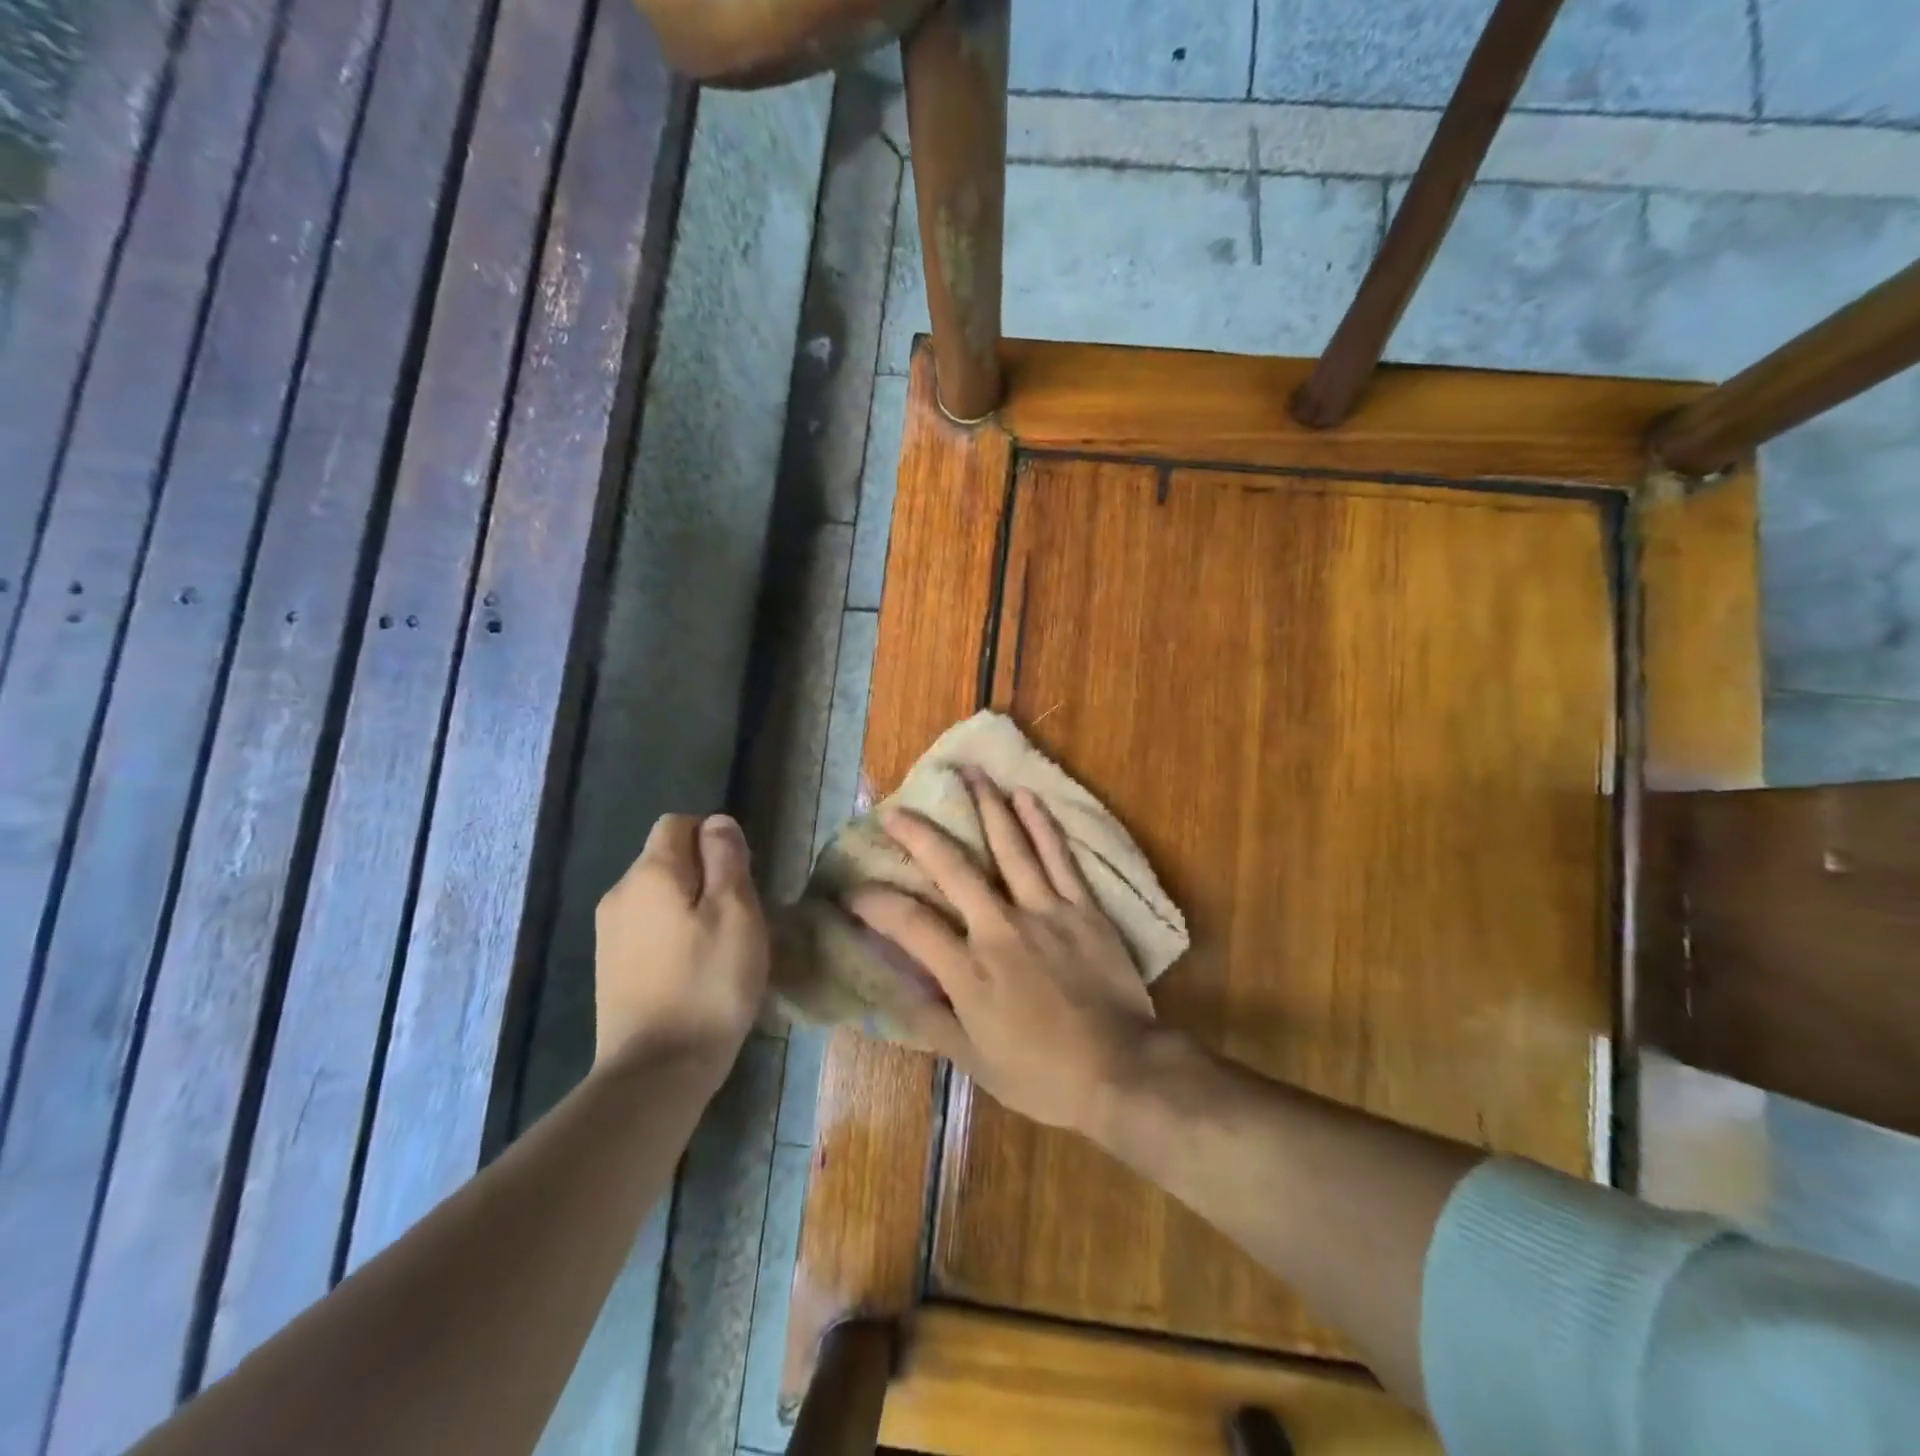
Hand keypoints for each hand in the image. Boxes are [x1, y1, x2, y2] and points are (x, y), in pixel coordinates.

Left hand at [594, 814, 768, 1073]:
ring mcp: (609, 932)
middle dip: (704, 873)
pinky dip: (672, 933)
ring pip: (658, 895)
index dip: (713, 839)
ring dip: (690, 906)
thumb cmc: (708, 983)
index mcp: (651, 873)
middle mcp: (620, 893)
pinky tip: (693, 968)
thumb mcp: (737, 912)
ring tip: (718, 946)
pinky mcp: (609, 966)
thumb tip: (716, 823)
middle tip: (738, 916)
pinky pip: (647, 927)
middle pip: (666, 858)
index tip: (739, 878)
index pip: (678, 824)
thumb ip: (727, 858)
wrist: (656, 1070)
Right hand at [846, 772, 1155, 1133]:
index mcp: (969, 971)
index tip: (851, 890)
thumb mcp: (973, 1060)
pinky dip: (1042, 824)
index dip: (874, 903)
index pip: (908, 924)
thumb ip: (929, 1019)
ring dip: (986, 806)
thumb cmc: (1042, 1074)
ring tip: (968, 773)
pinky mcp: (1082, 907)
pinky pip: (1059, 857)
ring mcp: (1044, 912)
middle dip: (920, 835)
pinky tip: (1026, 796)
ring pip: (1009, 847)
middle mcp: (1000, 929)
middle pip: (953, 868)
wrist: (1120, 1071)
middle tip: (896, 810)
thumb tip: (888, 987)